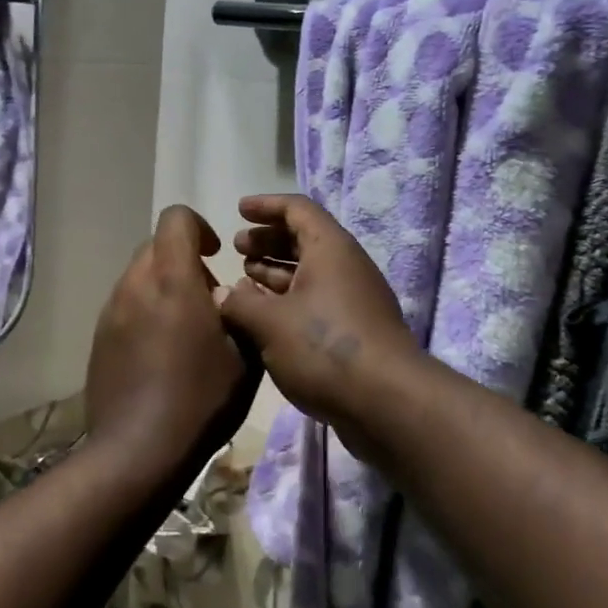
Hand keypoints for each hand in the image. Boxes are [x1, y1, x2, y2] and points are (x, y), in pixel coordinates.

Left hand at [85, 206, 260, 479]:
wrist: (138, 451)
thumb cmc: (200, 400)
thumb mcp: (245, 356)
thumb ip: (240, 311)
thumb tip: (226, 294)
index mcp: (172, 280)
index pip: (176, 219)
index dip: (199, 227)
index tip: (216, 255)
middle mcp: (135, 285)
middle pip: (155, 245)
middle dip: (184, 259)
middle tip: (208, 298)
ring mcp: (111, 312)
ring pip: (139, 276)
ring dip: (165, 285)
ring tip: (186, 329)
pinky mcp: (99, 338)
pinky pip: (126, 305)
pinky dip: (146, 310)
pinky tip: (162, 352)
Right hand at [218, 193, 418, 445]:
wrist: (386, 402)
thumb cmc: (324, 348)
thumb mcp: (271, 323)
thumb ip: (240, 303)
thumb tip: (221, 293)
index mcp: (330, 248)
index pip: (297, 209)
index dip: (266, 205)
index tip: (239, 210)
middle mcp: (345, 266)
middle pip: (304, 239)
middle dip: (268, 240)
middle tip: (237, 248)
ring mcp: (352, 299)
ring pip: (309, 273)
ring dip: (275, 272)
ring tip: (243, 280)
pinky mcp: (352, 329)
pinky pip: (315, 300)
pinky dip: (287, 299)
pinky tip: (263, 316)